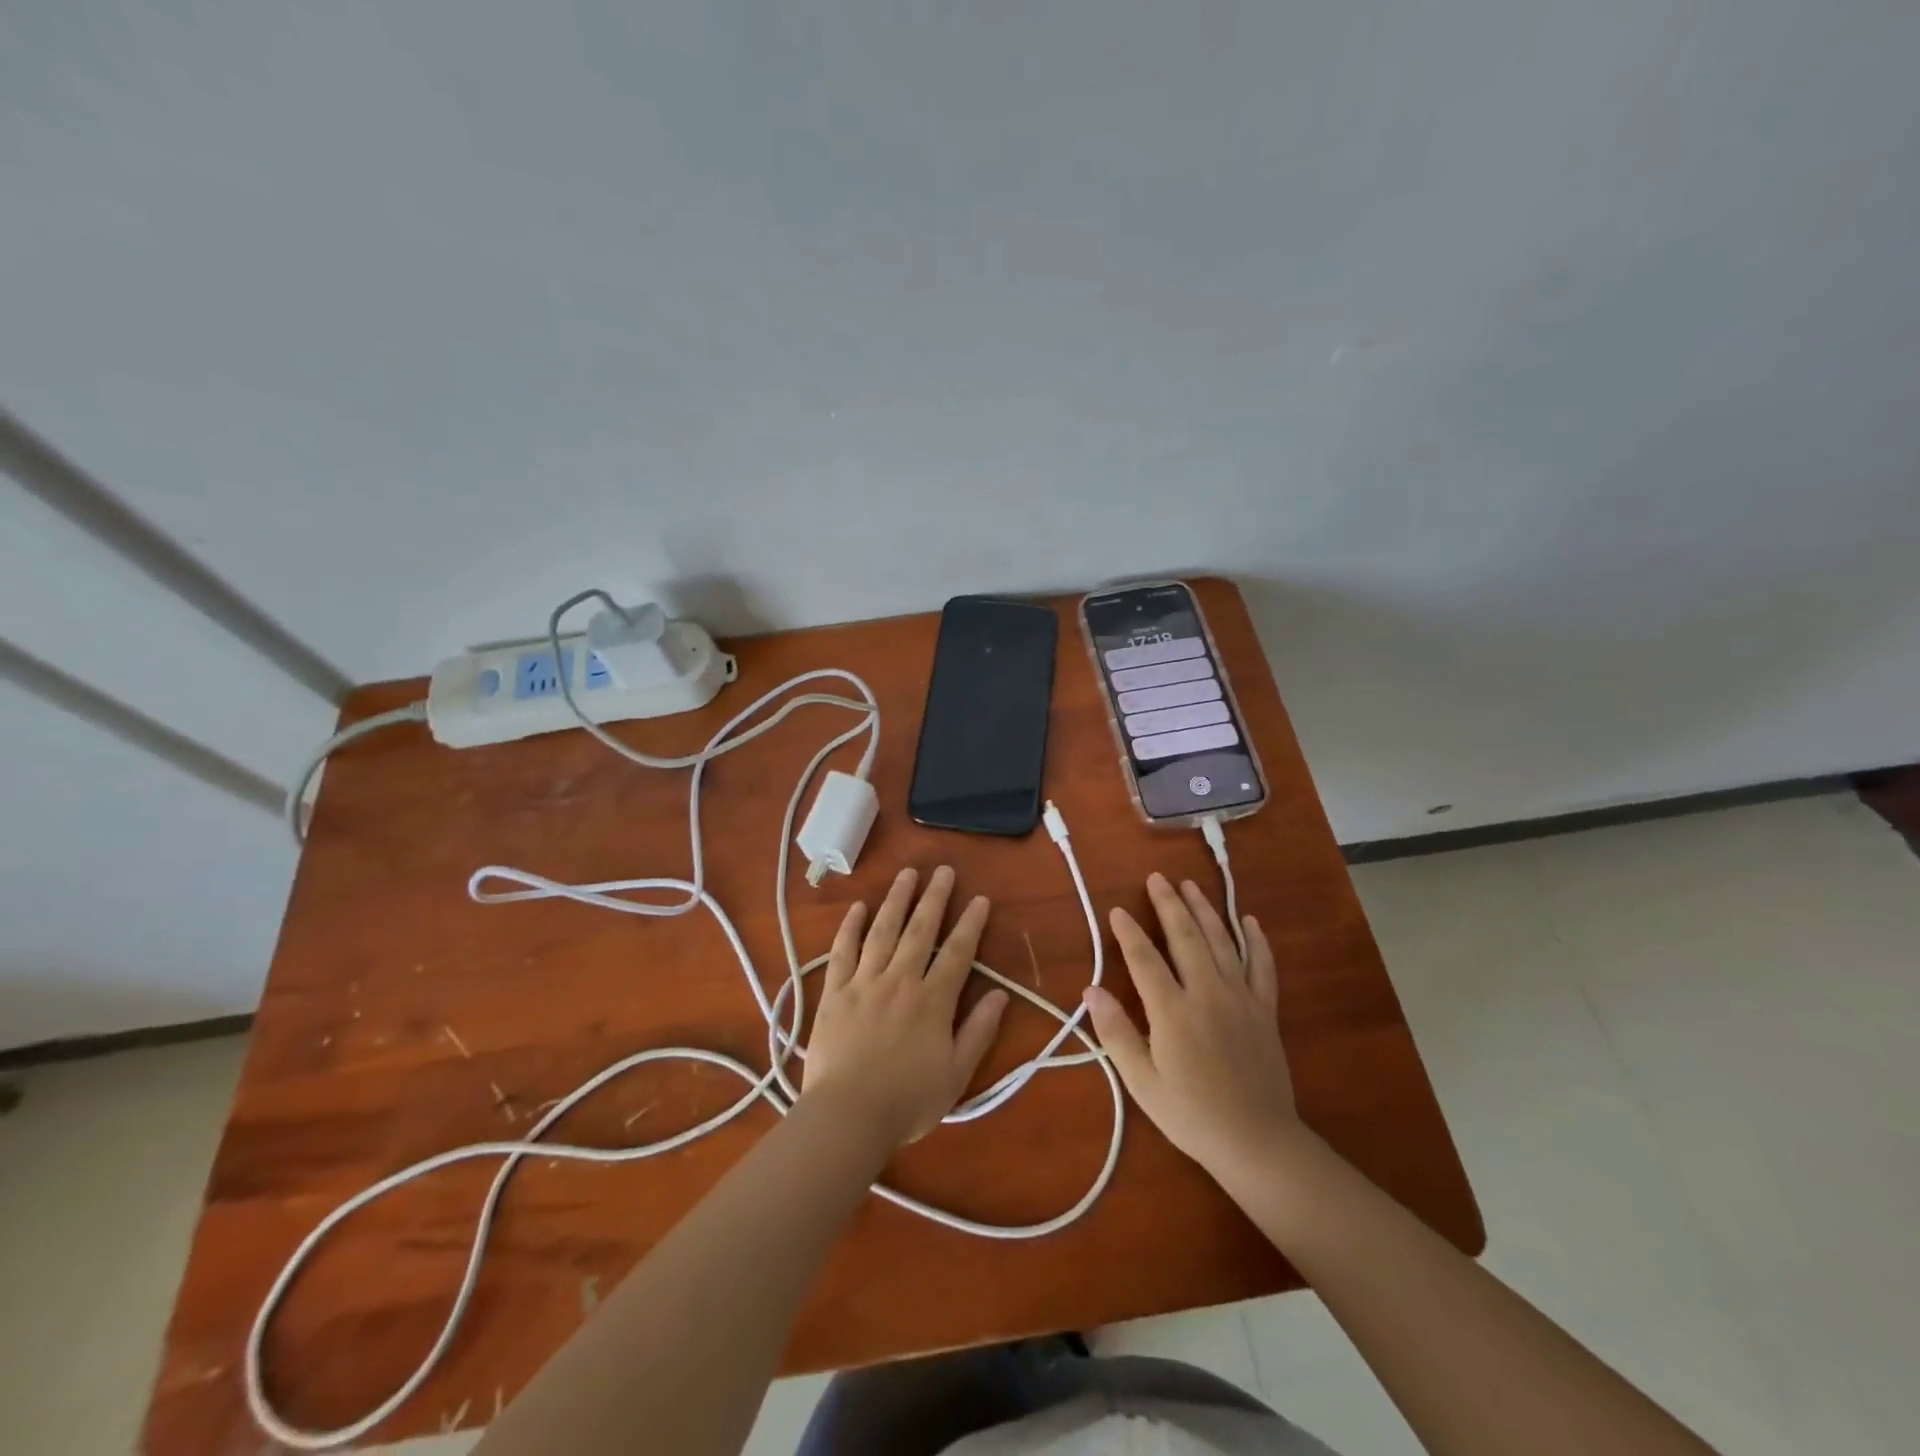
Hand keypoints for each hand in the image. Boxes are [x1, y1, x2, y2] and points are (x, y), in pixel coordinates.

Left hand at [801, 866, 1009, 1149]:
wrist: (847, 1116)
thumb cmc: (907, 1101)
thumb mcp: (957, 1075)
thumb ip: (979, 1031)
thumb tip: (1000, 994)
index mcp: (932, 1001)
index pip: (957, 952)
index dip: (970, 924)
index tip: (979, 899)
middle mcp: (900, 980)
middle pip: (920, 930)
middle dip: (934, 898)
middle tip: (943, 870)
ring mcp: (864, 982)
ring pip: (883, 930)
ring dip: (896, 899)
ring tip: (907, 874)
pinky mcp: (835, 991)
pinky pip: (842, 951)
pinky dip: (851, 927)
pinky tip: (859, 907)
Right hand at [1083, 873, 1298, 1179]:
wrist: (1258, 1142)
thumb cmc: (1191, 1115)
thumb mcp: (1142, 1082)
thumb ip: (1116, 1033)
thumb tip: (1090, 990)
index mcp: (1173, 1012)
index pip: (1145, 959)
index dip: (1129, 932)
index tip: (1117, 910)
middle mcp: (1207, 993)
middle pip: (1185, 938)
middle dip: (1168, 905)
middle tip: (1157, 878)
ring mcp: (1241, 998)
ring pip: (1221, 942)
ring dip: (1204, 910)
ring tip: (1190, 885)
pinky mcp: (1265, 1010)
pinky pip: (1262, 966)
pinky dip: (1255, 941)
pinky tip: (1248, 920)